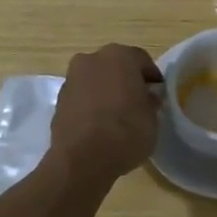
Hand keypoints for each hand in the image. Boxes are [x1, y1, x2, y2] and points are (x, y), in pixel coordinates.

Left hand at [50, 44, 162, 179]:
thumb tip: (146, 97)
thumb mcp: (153, 118)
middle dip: (126, 80)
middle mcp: (92, 59)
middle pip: (115, 66)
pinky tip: (99, 124)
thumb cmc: (126, 131)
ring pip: (95, 80)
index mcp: (119, 56)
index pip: (142, 60)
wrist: (82, 159)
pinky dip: (91, 104)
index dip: (152, 78)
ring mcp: (72, 79)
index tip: (158, 94)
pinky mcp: (58, 100)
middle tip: (137, 102)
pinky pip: (82, 97)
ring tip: (117, 115)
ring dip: (106, 91)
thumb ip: (150, 102)